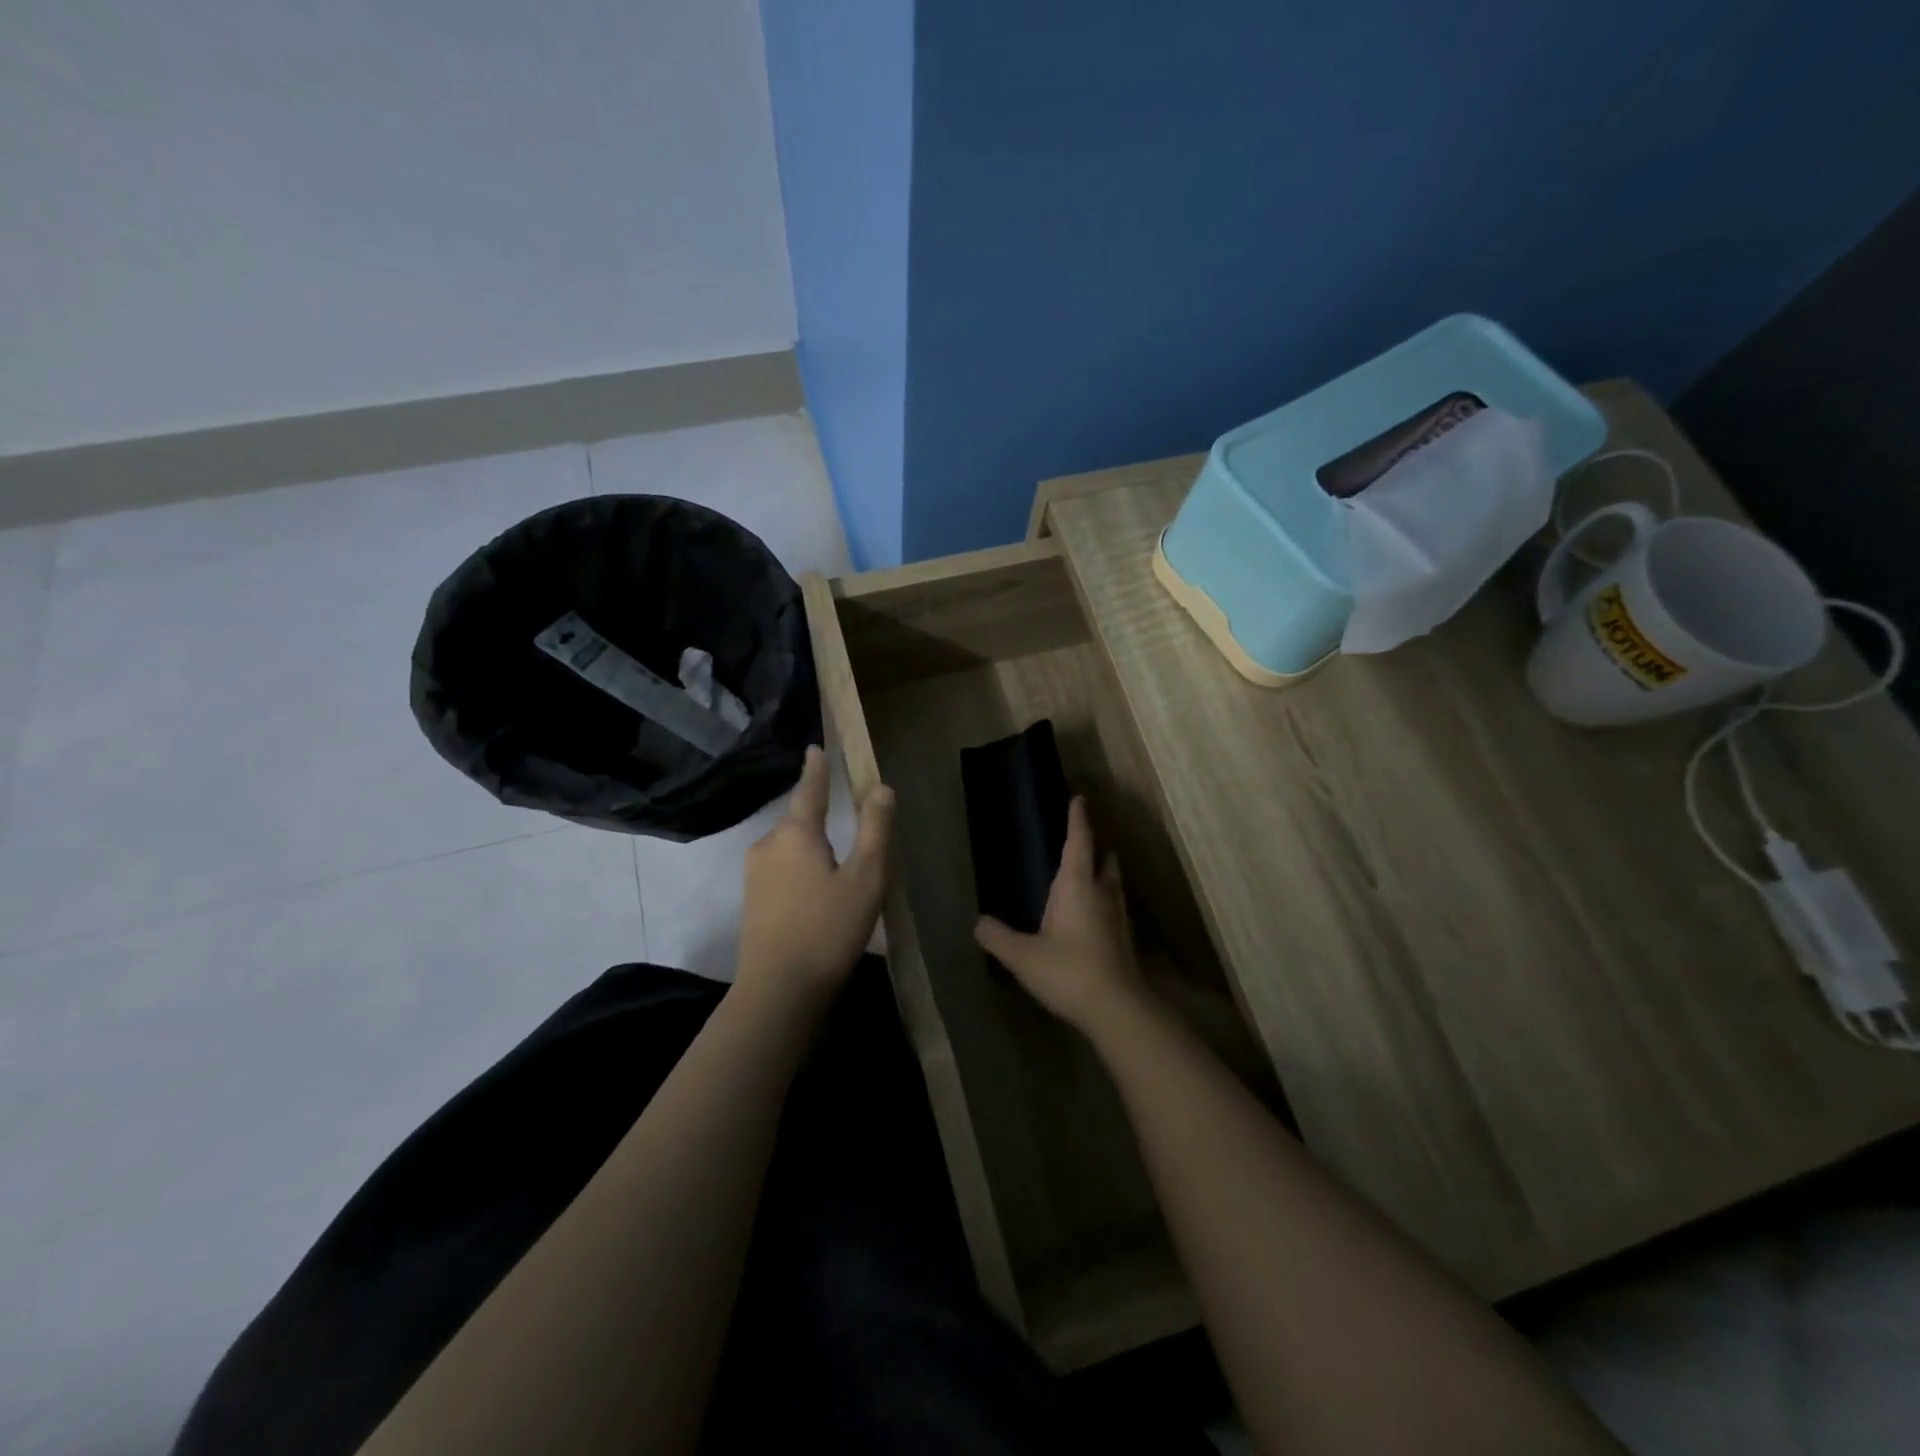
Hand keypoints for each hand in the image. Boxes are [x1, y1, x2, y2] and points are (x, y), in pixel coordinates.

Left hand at [736, 746, 893, 1005]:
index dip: (816, 768)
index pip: (809, 789)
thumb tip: (881, 788)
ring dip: (809, 846)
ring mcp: (754, 873)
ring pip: (788, 846)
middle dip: (818, 814)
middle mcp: (768, 844)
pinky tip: (816, 890)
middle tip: (846, 821)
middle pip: (798, 819)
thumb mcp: (866, 878)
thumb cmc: (828, 929)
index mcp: (796, 833)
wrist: (778, 991)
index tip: (815, 747)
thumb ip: (875, 829)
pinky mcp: (751, 900)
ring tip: (837, 863)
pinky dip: (799, 867)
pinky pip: (780, 868)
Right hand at [974, 798, 1146, 1032]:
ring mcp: (1117, 918)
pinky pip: (1114, 910)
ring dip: (1105, 876)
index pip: (1078, 841)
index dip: (1078, 819)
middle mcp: (1102, 893)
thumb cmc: (1067, 970)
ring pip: (1114, 886)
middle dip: (1098, 849)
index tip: (1079, 798)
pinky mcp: (1124, 941)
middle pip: (1105, 861)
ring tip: (1092, 877)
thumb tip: (978, 923)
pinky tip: (1094, 919)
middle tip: (1087, 843)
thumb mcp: (1022, 956)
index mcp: (1077, 885)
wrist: (1116, 1008)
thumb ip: (998, 937)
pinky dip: (1105, 904)